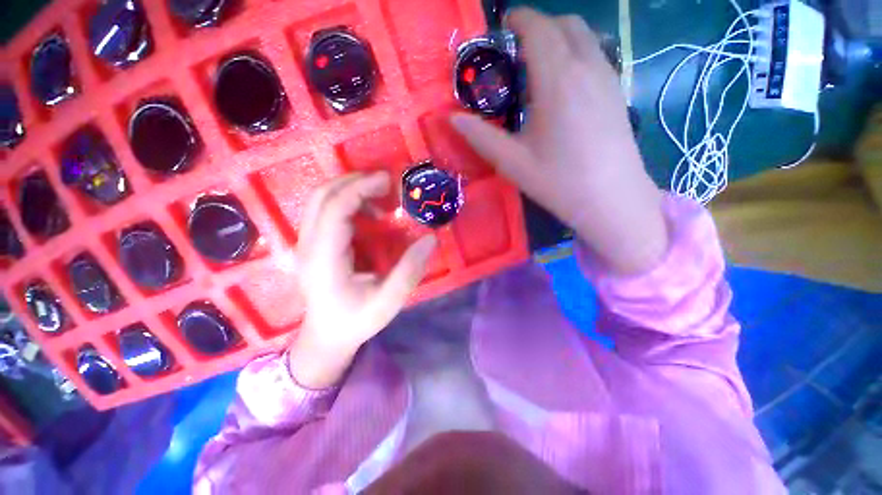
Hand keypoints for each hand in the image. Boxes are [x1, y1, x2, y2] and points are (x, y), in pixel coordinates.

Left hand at [288, 172, 436, 388]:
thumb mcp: (388, 301)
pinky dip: (346, 201)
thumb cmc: (355, 321)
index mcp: (323, 258)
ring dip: (350, 189)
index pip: (336, 208)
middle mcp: (308, 245)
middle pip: (322, 196)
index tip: (388, 181)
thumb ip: (410, 270)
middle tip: (386, 183)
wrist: (325, 337)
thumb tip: (431, 239)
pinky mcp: (310, 244)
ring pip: (320, 200)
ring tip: (379, 196)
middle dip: (355, 181)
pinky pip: (324, 210)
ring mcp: (305, 243)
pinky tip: (367, 213)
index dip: (361, 188)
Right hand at [450, 8, 667, 273]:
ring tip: (536, 69)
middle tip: (515, 52)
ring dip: (558, 39)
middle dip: (537, 27)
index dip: (517, 19)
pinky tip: (561, 87)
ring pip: (583, 37)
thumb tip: (452, 118)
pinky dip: (574, 54)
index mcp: (558, 80)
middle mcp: (587, 67)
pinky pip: (594, 55)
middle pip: (564, 24)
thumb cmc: (558, 182)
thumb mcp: (512, 162)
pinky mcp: (616, 91)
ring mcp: (607, 77)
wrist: (611, 199)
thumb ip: (480, 136)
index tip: (500, 29)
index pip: (537, 28)